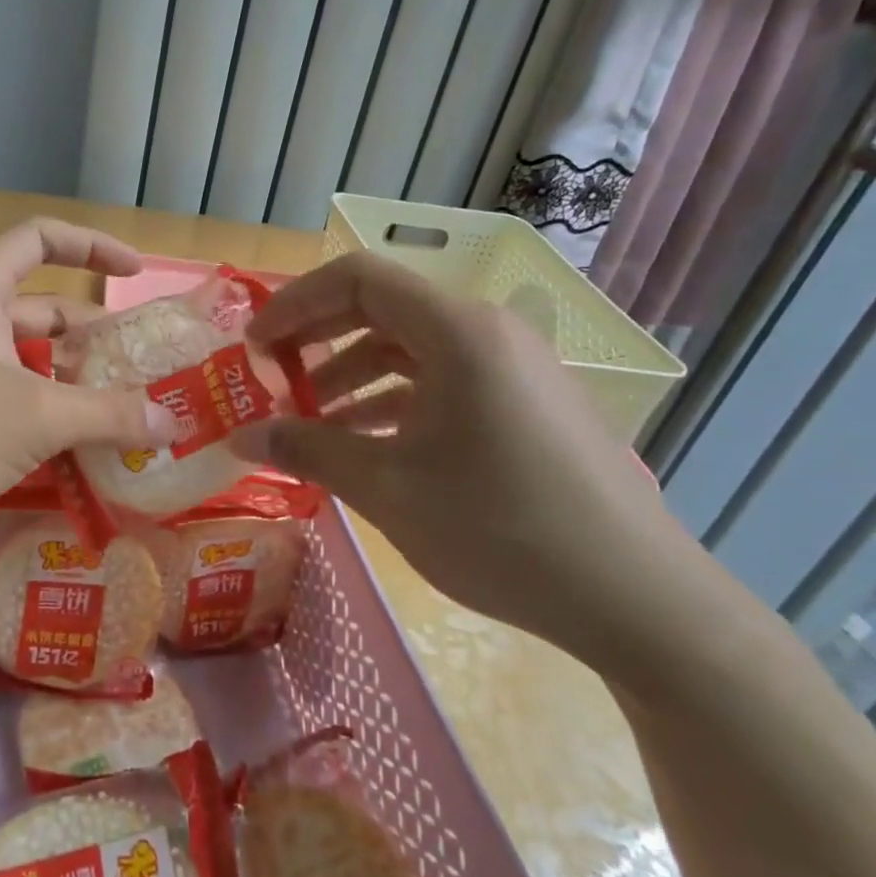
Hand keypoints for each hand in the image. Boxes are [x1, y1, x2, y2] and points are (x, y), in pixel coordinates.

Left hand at [0, 217, 173, 532]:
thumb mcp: (35, 419)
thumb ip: (108, 415)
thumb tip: (172, 422)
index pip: (41, 238)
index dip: (93, 245)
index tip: (136, 273)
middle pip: (38, 305)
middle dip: (90, 333)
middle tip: (139, 366)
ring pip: (20, 355)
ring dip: (66, 378)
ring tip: (117, 411)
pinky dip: (36, 408)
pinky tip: (68, 444)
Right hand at [233, 252, 708, 681]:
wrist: (634, 598)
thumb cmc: (500, 528)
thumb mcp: (387, 488)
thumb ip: (308, 450)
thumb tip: (241, 438)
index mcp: (457, 331)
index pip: (357, 278)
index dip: (295, 304)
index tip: (254, 346)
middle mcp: (487, 331)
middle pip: (383, 308)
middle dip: (318, 339)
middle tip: (271, 377)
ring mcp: (512, 366)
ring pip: (412, 348)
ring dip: (352, 374)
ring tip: (309, 419)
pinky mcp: (524, 402)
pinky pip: (443, 380)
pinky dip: (394, 400)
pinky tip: (364, 442)